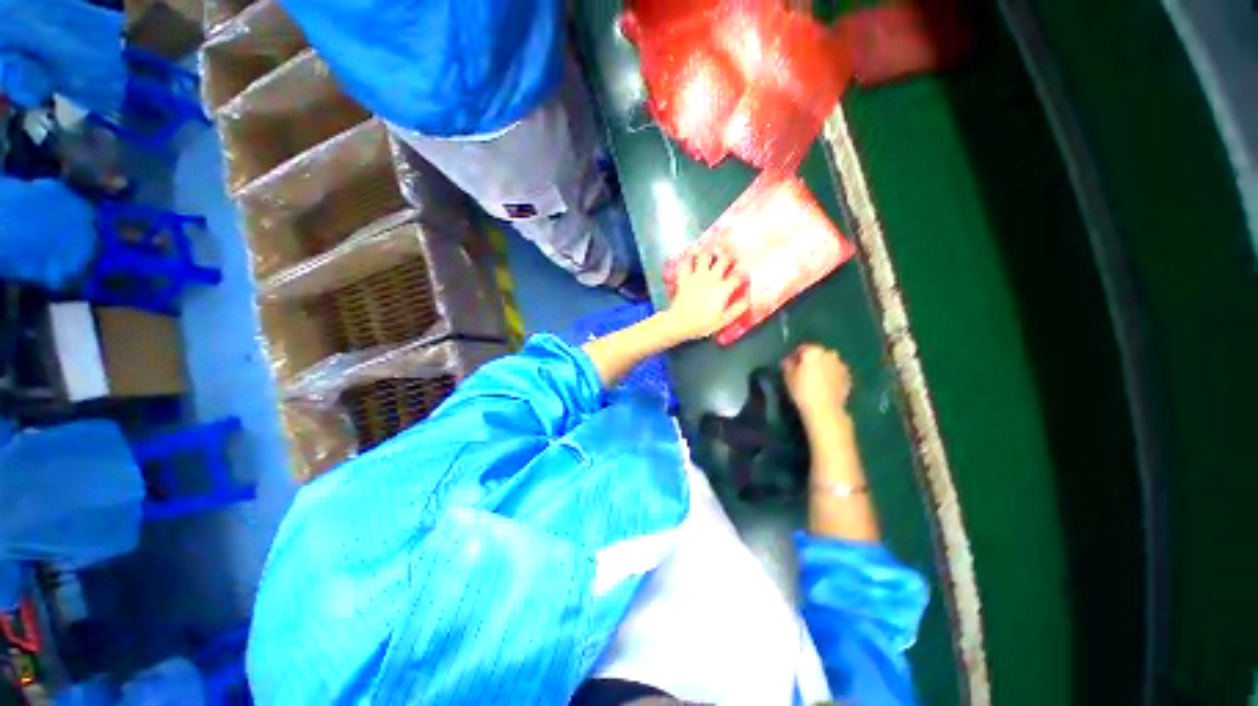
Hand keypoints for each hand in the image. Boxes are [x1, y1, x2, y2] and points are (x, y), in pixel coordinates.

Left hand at [663, 252, 748, 341]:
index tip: (746, 270)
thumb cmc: (702, 324)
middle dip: (730, 254)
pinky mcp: (684, 277)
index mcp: (723, 289)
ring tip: (714, 242)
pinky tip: (691, 249)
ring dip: (710, 248)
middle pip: (724, 260)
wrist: (679, 323)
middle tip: (733, 250)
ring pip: (705, 256)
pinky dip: (689, 254)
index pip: (738, 276)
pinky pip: (686, 262)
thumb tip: (749, 298)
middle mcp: (711, 278)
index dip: (744, 272)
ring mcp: (697, 276)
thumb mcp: (724, 320)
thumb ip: (738, 308)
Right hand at [782, 344, 852, 429]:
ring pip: (828, 363)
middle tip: (803, 372)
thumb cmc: (802, 390)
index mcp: (814, 352)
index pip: (802, 348)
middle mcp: (830, 355)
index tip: (791, 364)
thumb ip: (787, 365)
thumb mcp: (788, 377)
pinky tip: (824, 386)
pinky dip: (831, 376)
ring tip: (815, 380)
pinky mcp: (848, 378)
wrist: (824, 409)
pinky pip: (836, 373)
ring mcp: (841, 366)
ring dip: (822, 367)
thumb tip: (788, 360)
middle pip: (817, 354)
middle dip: (811, 361)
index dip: (795, 356)